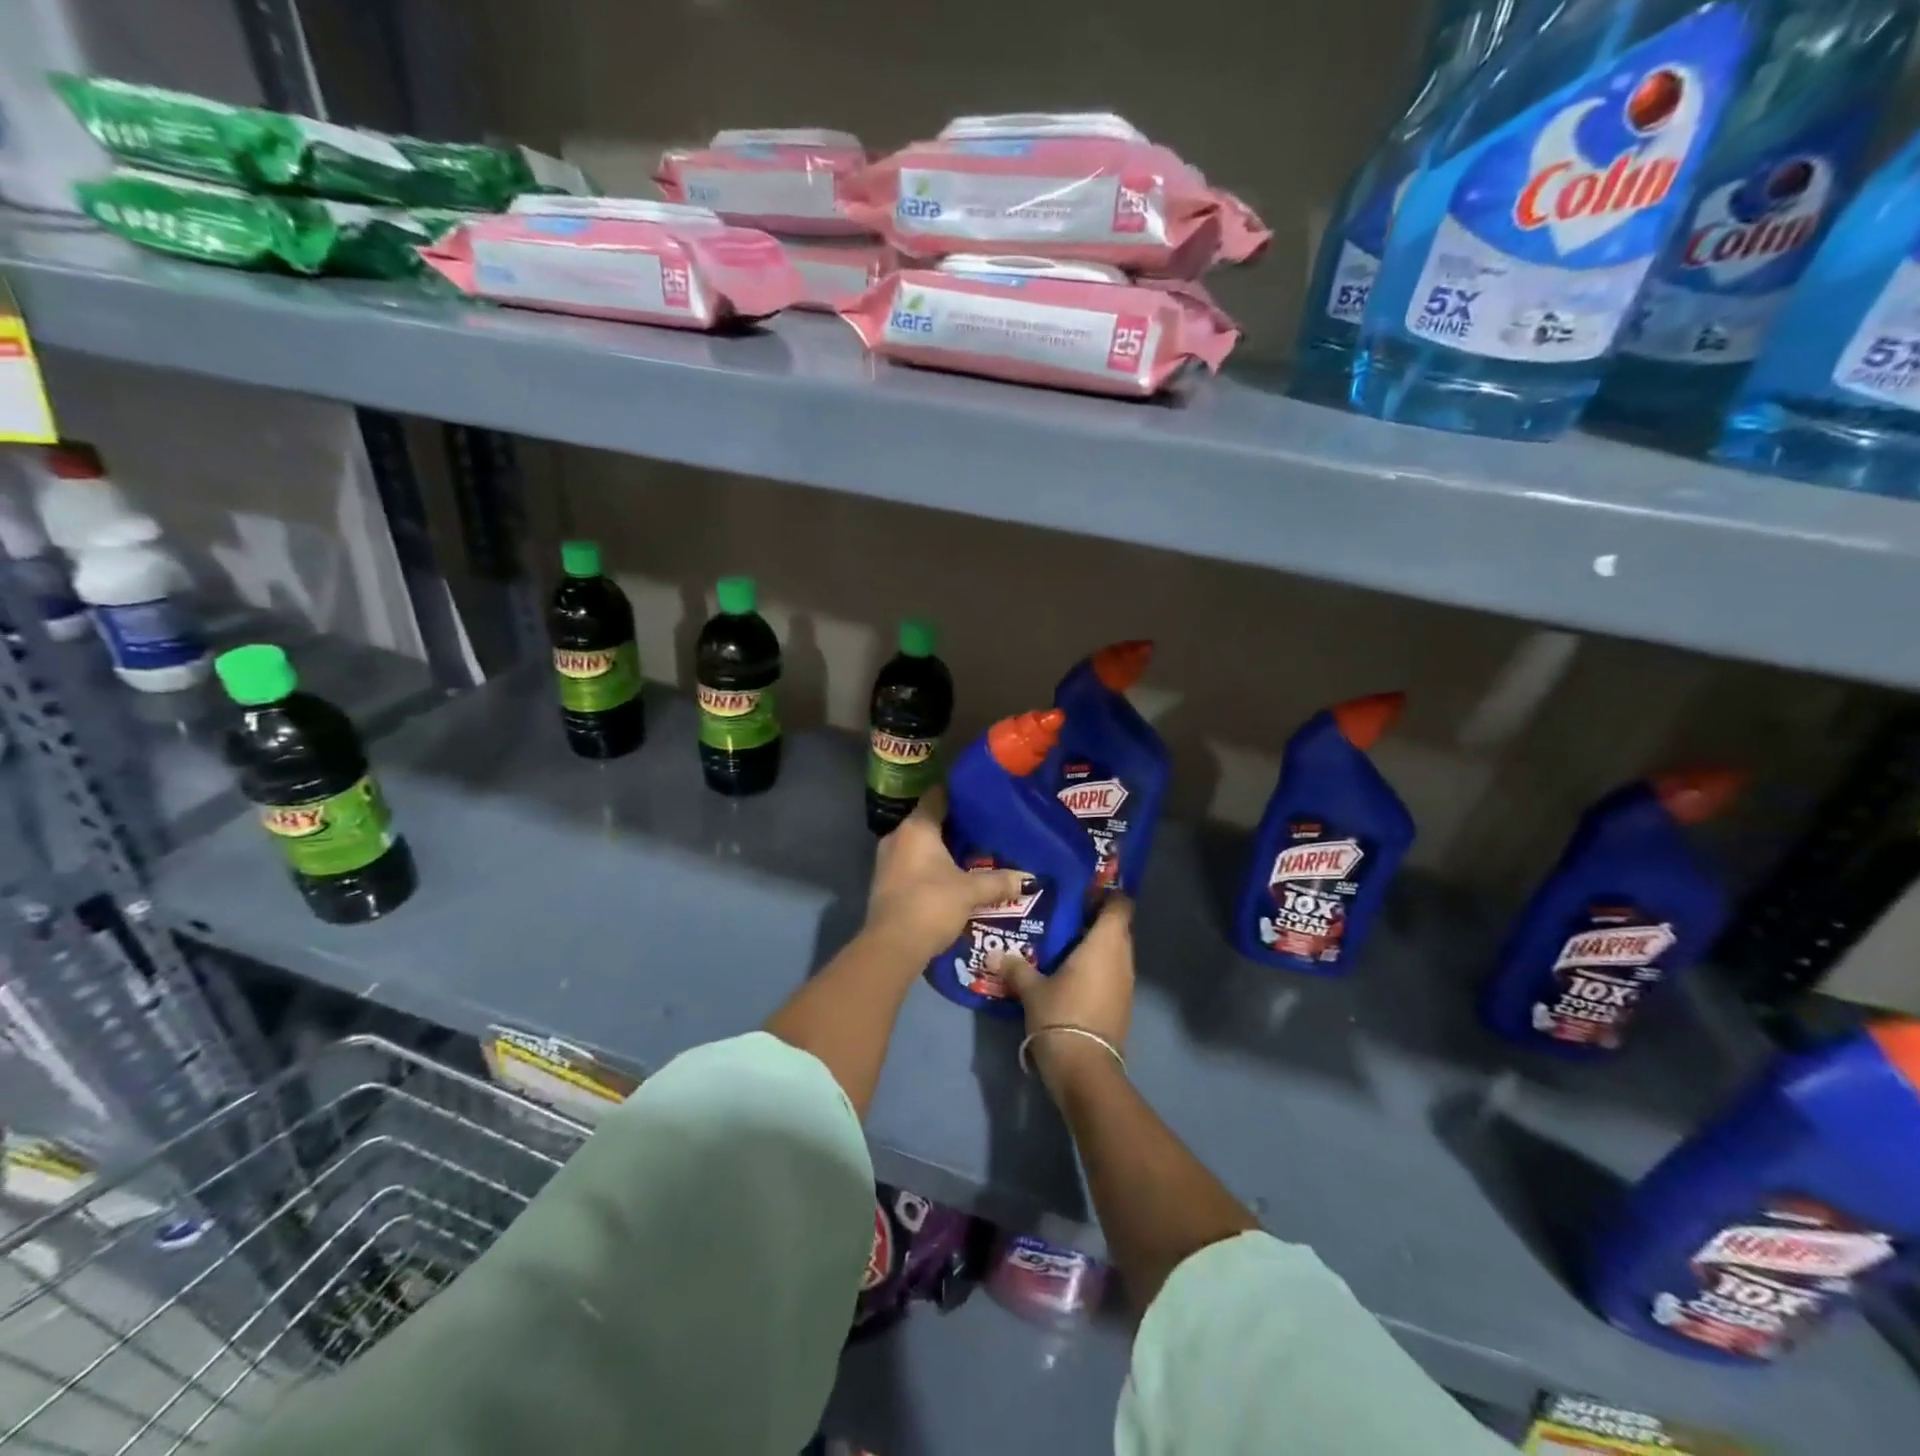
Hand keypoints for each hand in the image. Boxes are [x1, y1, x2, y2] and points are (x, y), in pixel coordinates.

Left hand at [864, 787, 1025, 961]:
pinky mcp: (885, 883)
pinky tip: (952, 876)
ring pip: (920, 845)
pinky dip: (931, 866)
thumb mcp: (970, 892)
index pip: (937, 795)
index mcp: (917, 827)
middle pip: (929, 820)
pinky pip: (912, 864)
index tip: (980, 794)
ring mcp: (887, 861)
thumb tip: (1030, 879)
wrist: (891, 946)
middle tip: (984, 827)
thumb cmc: (931, 904)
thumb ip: (999, 881)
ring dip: (942, 848)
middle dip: (955, 824)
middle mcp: (898, 837)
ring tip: (973, 852)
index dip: (958, 792)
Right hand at [999, 895, 1134, 1096]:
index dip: (1107, 894)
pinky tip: (1072, 972)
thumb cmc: (1061, 1015)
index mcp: (1105, 943)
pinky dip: (1098, 967)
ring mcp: (1126, 983)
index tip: (1083, 891)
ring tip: (1064, 942)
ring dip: (1097, 945)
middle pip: (1118, 927)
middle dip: (1096, 919)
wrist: (1085, 1069)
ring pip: (1116, 952)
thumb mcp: (1031, 989)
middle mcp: (1122, 958)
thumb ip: (1015, 966)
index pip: (1120, 905)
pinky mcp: (1123, 1004)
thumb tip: (992, 954)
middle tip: (1065, 915)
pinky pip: (1114, 973)